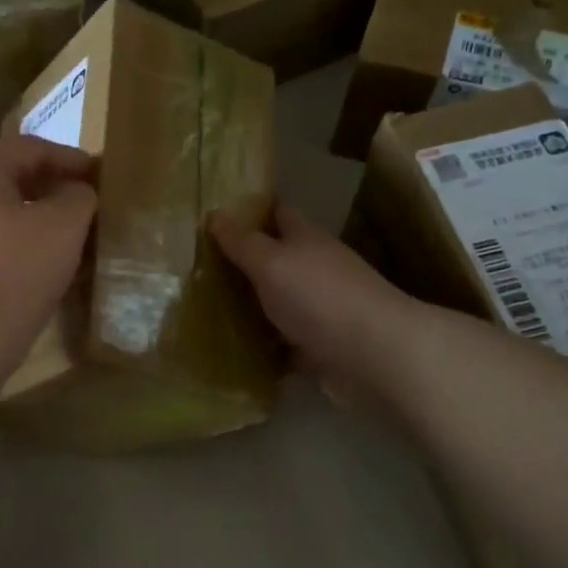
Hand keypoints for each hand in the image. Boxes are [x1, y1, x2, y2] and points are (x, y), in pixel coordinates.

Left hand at [0, 135, 97, 378]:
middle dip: (43, 189)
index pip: (29, 148)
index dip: (70, 159)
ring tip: (49, 242)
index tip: (98, 177)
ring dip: (18, 220)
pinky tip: (15, 272)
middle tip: (76, 209)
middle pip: (2, 179)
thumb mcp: (64, 227)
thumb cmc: (15, 274)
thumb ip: (78, 195)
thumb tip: (73, 192)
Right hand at [209, 202, 414, 402]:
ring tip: (203, 311)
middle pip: (275, 260)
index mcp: (306, 240)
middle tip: (194, 269)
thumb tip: (214, 213)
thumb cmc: (318, 296)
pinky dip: (263, 346)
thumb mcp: (271, 261)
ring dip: (249, 307)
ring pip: (277, 302)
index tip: (214, 218)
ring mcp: (319, 309)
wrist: (373, 355)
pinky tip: (233, 351)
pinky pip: (283, 343)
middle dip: (242, 263)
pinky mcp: (320, 346)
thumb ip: (242, 241)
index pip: (277, 214)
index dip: (249, 212)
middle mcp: (315, 270)